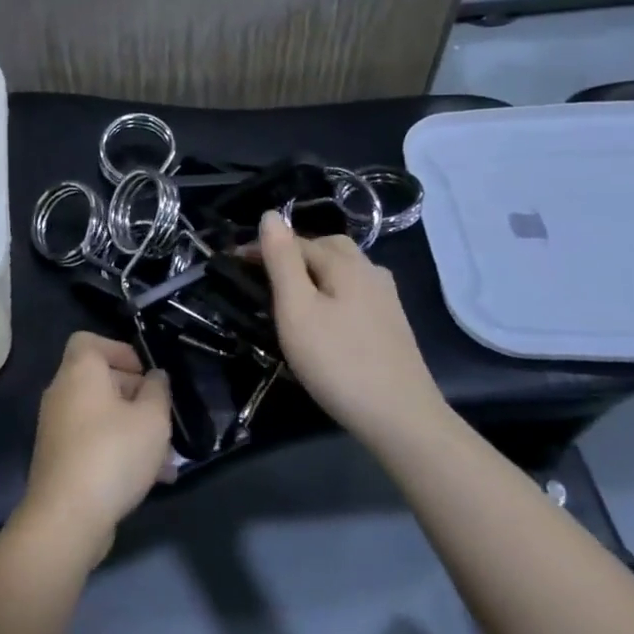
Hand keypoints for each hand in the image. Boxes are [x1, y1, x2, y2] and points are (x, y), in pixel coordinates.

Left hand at [16, 332, 171, 567]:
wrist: (67, 517)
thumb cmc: (113, 454)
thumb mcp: (152, 419)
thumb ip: (158, 391)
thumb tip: (155, 377)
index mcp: (79, 372)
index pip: (89, 341)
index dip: (120, 350)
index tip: (146, 373)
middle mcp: (62, 393)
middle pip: (100, 380)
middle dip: (136, 396)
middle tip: (164, 417)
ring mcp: (57, 428)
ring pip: (102, 417)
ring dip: (134, 430)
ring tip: (167, 458)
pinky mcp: (59, 460)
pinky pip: (94, 443)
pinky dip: (119, 451)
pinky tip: (151, 480)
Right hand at [258, 210, 446, 440]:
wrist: (401, 418)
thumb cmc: (337, 361)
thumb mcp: (296, 308)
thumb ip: (282, 260)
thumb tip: (270, 215)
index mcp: (344, 262)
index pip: (295, 241)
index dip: (262, 249)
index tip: (233, 265)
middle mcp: (369, 270)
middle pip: (325, 248)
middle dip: (292, 255)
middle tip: (263, 279)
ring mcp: (386, 297)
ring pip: (343, 270)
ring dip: (314, 274)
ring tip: (290, 298)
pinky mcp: (393, 323)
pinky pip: (355, 292)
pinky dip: (333, 293)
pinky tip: (326, 318)